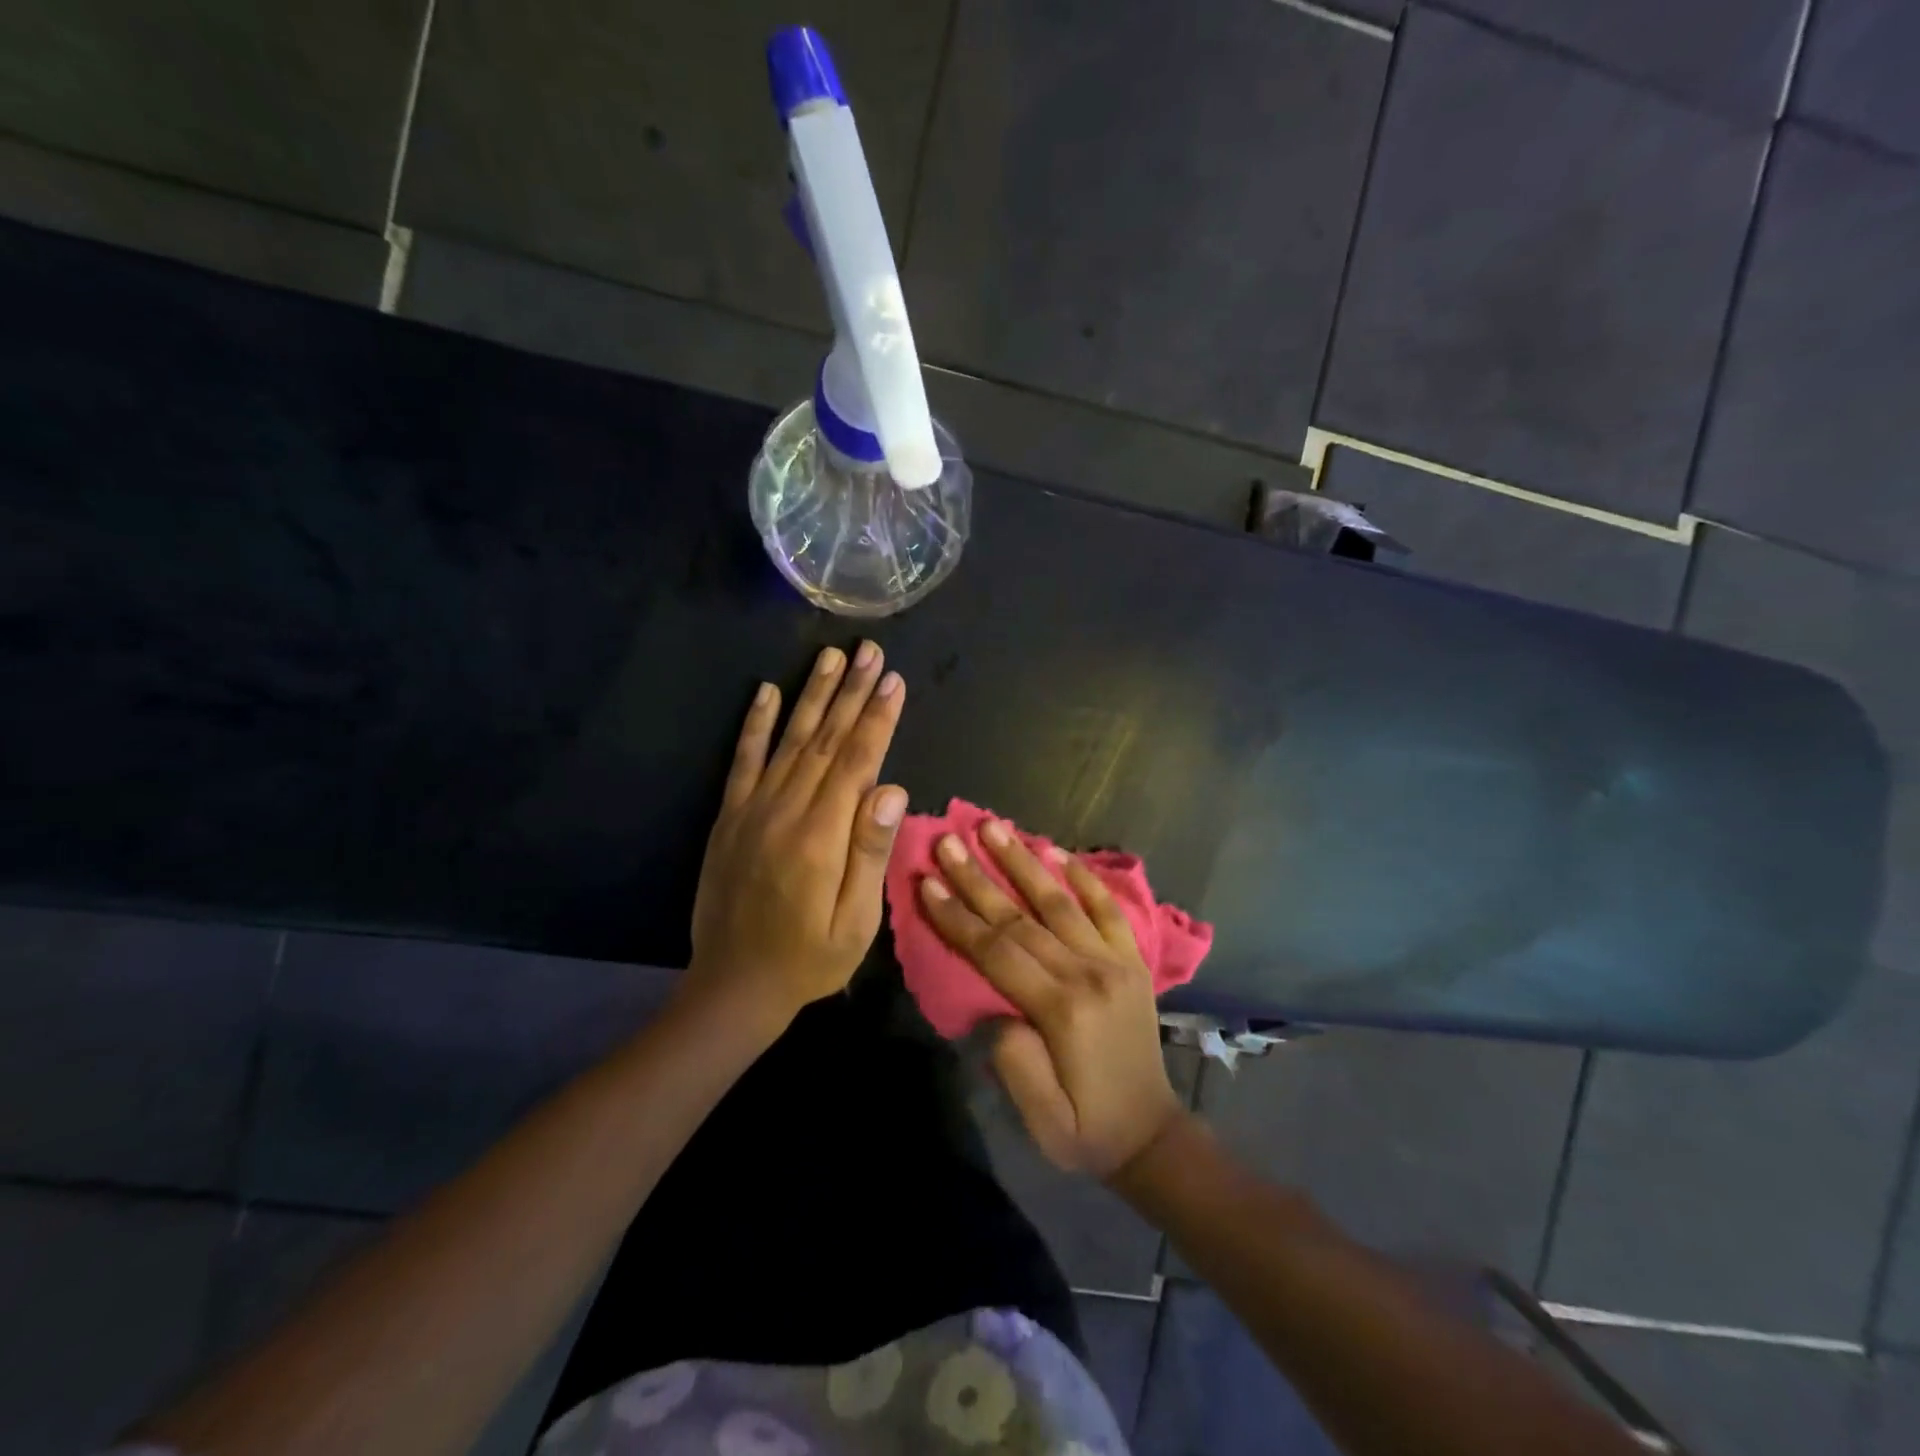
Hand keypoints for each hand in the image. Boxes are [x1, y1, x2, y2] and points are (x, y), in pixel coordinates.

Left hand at [686, 642, 906, 1030]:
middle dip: (851, 692)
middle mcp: (786, 810)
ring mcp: (753, 810)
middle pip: (826, 739)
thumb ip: (871, 854)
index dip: (877, 718)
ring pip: (790, 740)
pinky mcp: (729, 817)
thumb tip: (892, 789)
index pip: (858, 761)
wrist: (734, 985)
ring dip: (811, 695)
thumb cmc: (809, 959)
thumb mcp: (856, 922)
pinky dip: (755, 725)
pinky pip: (743, 761)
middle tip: (869, 650)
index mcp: (823, 835)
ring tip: (830, 657)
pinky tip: (765, 693)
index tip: (892, 679)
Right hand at [918, 823, 1181, 1179]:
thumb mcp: (1043, 1122)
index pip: (998, 951)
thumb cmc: (1087, 1132)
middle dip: (979, 877)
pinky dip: (1084, 878)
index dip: (958, 916)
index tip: (928, 882)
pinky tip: (1057, 851)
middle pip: (1022, 917)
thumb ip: (1015, 1064)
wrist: (1153, 1135)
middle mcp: (1089, 973)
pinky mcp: (1132, 961)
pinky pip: (1108, 909)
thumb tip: (996, 1010)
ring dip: (1024, 861)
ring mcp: (1115, 962)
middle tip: (948, 841)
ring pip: (1060, 902)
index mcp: (1061, 1010)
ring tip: (994, 827)